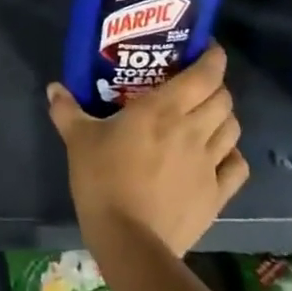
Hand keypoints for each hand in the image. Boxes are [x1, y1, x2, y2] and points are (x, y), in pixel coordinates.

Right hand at [48, 46, 248, 257]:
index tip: (207, 48)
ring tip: (206, 117)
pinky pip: (237, 166)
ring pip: (232, 129)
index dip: (213, 57)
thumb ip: (67, 110)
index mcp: (164, 109)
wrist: (129, 241)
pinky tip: (218, 155)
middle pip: (223, 99)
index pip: (205, 75)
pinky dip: (232, 154)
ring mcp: (209, 164)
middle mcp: (193, 130)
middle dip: (215, 86)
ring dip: (224, 117)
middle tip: (196, 85)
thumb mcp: (78, 140)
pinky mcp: (217, 195)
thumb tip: (54, 87)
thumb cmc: (103, 180)